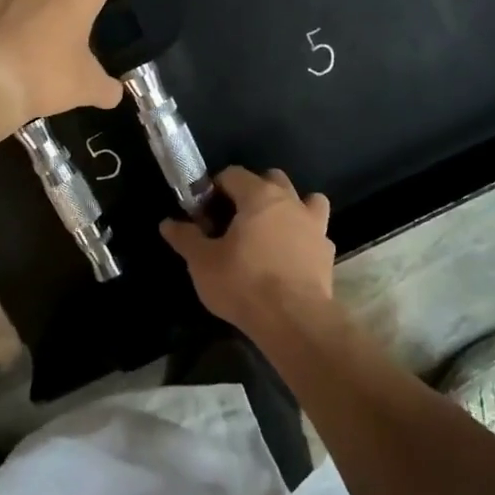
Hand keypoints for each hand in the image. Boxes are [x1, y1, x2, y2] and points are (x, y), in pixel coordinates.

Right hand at [161, 166, 334, 335]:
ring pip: (305, 199)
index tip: (205, 212)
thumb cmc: (244, 283)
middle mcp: (290, 201)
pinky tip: (292, 257)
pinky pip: (316, 233)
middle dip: (253, 190)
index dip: (216, 188)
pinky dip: (304, 237)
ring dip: (290, 207)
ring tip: (272, 230)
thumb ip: (186, 238)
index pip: (233, 174)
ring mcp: (314, 225)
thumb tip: (168, 223)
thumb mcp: (203, 263)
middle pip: (272, 179)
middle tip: (236, 219)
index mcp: (258, 195)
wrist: (294, 320)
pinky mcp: (327, 251)